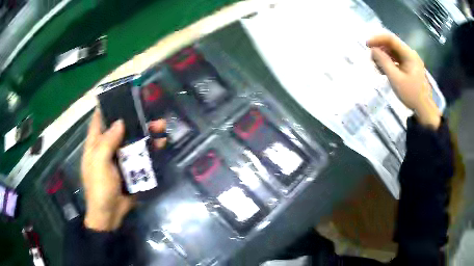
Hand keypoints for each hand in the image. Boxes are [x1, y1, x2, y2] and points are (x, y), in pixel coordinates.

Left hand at [81, 109, 165, 230]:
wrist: (110, 215)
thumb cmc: (99, 188)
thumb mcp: (99, 163)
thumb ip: (107, 142)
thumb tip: (120, 122)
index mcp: (95, 144)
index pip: (99, 119)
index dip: (108, 106)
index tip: (121, 95)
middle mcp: (108, 147)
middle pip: (120, 128)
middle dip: (134, 118)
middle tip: (148, 109)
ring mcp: (120, 158)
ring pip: (133, 140)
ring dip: (146, 132)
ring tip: (161, 126)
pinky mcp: (131, 169)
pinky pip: (141, 155)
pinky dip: (151, 149)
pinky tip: (161, 144)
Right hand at [367, 34, 440, 128]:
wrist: (424, 110)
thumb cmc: (412, 95)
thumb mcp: (396, 79)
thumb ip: (384, 62)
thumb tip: (373, 50)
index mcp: (409, 54)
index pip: (390, 39)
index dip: (377, 39)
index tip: (366, 45)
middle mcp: (409, 54)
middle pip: (391, 45)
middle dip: (380, 49)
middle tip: (371, 59)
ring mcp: (410, 61)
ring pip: (393, 52)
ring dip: (383, 57)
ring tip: (377, 67)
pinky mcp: (409, 68)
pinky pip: (396, 60)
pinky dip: (388, 63)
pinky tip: (383, 71)